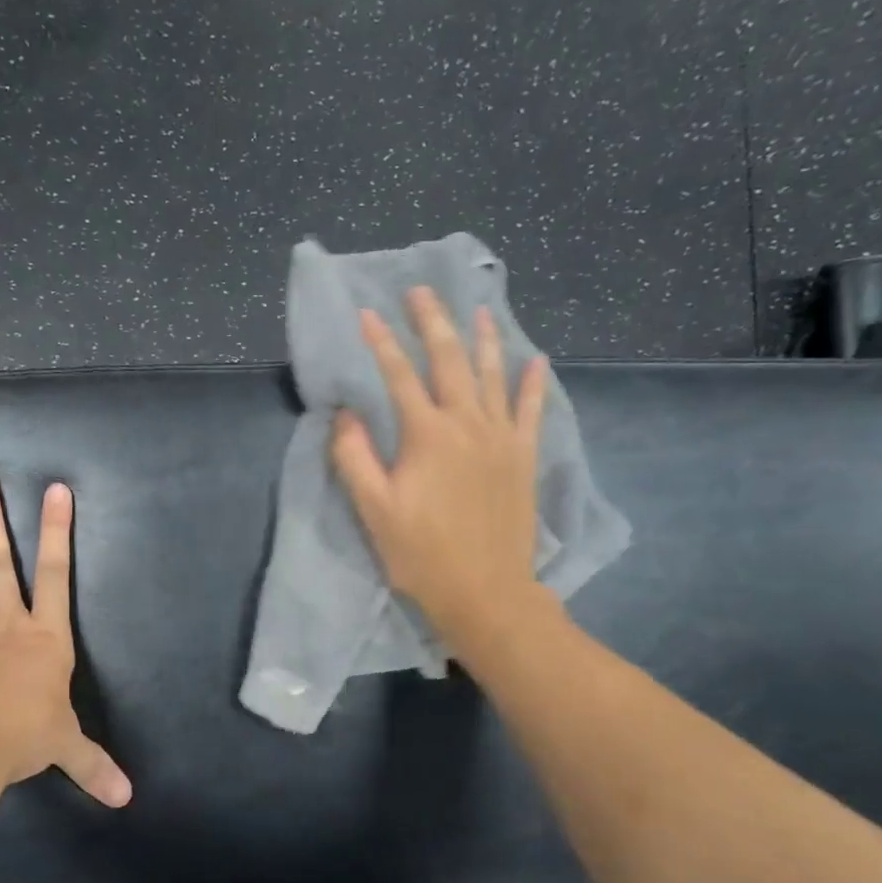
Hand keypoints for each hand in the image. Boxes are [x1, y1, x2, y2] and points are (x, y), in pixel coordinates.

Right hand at [330, 284, 555, 649]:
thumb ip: (354, 456)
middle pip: (449, 360)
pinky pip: (530, 409)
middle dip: (433, 322)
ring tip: (477, 309)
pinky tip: (537, 360)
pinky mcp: (522, 457)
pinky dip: (533, 382)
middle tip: (421, 291)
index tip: (366, 314)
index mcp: (427, 435)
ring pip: (492, 375)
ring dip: (483, 338)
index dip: (380, 342)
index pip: (398, 375)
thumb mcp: (374, 509)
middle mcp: (467, 424)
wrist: (485, 591)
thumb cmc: (421, 554)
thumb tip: (344, 412)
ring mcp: (501, 438)